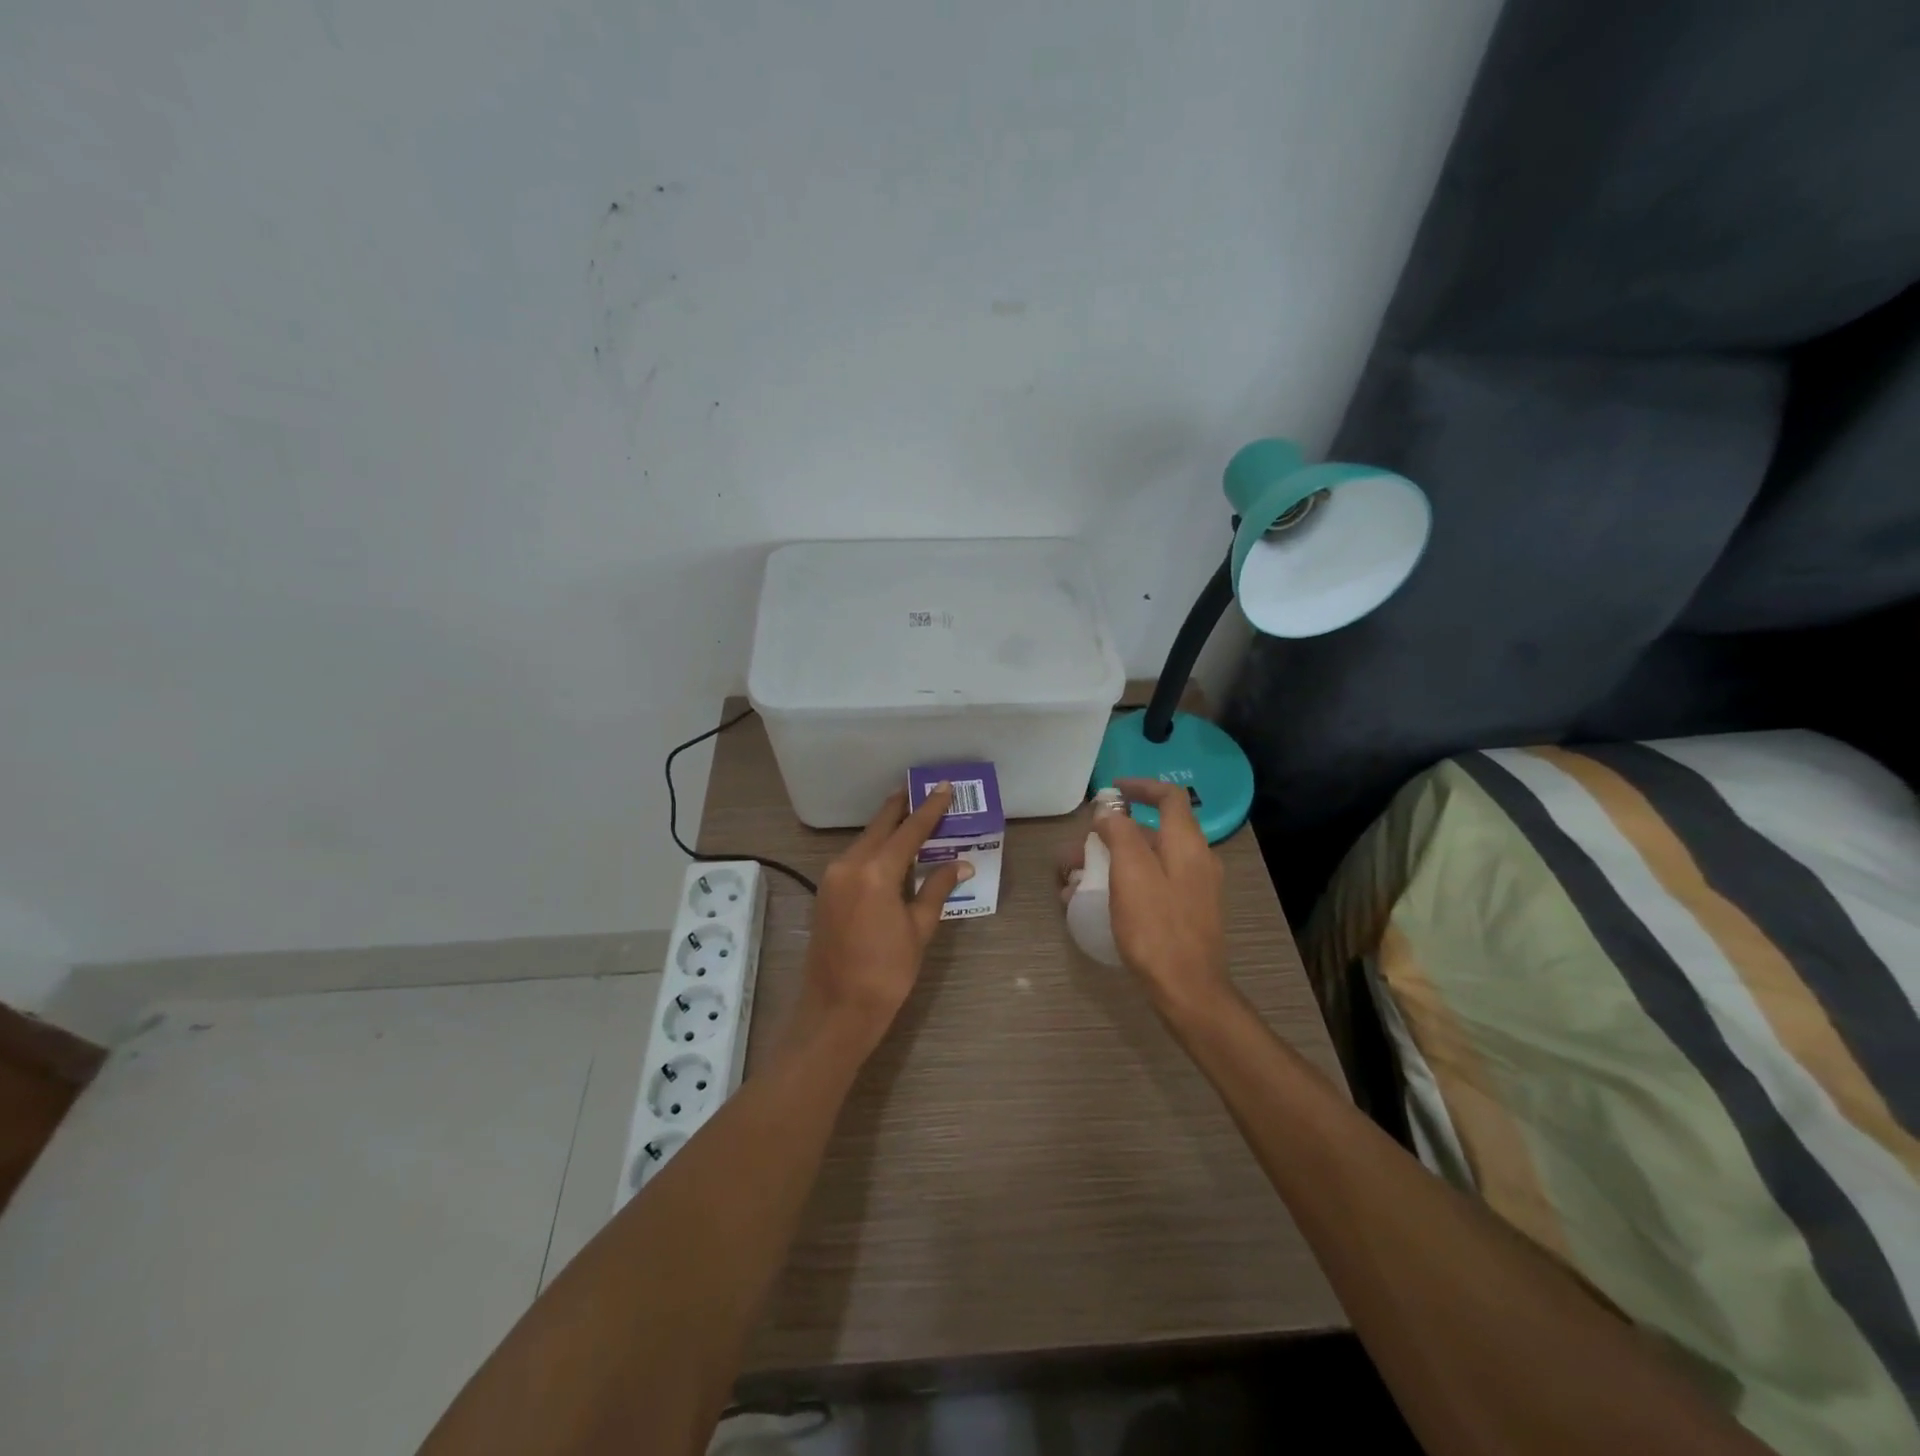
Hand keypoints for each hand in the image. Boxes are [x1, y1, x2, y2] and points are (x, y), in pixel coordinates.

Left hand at [793, 785, 971, 1049]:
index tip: (943, 787)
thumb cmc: (886, 973)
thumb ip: (937, 889)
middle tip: (922, 789)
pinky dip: (874, 846)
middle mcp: (850, 864)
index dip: (929, 809)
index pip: (909, 830)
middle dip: (902, 807)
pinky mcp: (826, 890)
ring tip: (911, 814)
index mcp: (876, 872)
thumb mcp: (919, 929)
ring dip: (888, 827)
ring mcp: (833, 876)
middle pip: (881, 826)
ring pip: (865, 840)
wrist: (836, 1009)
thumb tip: (961, 862)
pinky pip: (854, 856)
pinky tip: (890, 848)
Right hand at [1061, 779, 1232, 1019]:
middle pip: (1153, 831)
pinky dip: (1125, 883)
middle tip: (1078, 849)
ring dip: (1113, 861)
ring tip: (1076, 881)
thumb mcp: (1131, 873)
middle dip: (1113, 834)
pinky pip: (1152, 884)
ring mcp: (1194, 888)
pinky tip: (1097, 904)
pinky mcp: (1187, 912)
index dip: (1140, 786)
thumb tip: (1109, 812)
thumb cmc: (1156, 927)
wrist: (1188, 990)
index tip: (1111, 790)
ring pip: (1149, 861)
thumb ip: (1120, 834)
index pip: (1169, 797)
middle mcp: (1197, 860)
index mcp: (1187, 844)